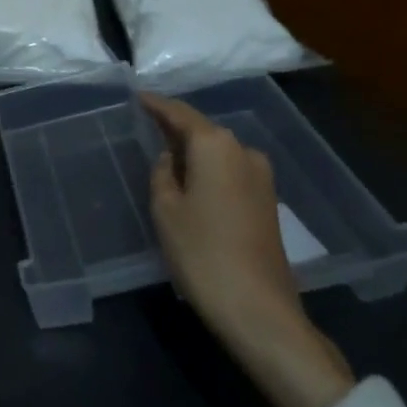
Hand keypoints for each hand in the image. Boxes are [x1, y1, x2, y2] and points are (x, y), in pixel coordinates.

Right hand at [141, 92, 354, 406]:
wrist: (259, 310)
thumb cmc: (202, 252)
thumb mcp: (166, 209)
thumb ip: (162, 174)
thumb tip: (169, 160)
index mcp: (216, 145)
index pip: (180, 114)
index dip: (157, 105)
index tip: (138, 96)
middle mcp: (243, 151)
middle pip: (203, 131)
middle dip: (175, 128)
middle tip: (147, 126)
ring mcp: (261, 178)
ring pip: (218, 152)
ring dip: (193, 152)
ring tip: (165, 157)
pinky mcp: (268, 202)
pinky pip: (230, 172)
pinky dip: (208, 170)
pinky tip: (191, 182)